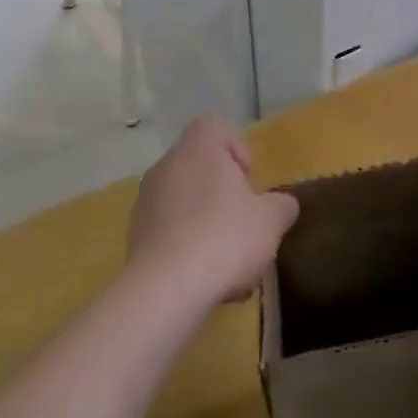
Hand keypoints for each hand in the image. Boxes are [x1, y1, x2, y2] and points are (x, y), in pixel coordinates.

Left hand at [127, 116, 298, 306]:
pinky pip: (170, 233)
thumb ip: (282, 206)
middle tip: (244, 224)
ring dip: (208, 226)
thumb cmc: (224, 237)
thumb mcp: (271, 220)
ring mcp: (145, 202)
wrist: (166, 290)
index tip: (247, 180)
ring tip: (230, 265)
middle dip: (224, 196)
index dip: (235, 147)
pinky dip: (189, 249)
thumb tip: (283, 205)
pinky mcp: (135, 237)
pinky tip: (206, 281)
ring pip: (185, 204)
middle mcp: (166, 167)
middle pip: (200, 169)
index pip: (213, 127)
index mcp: (198, 149)